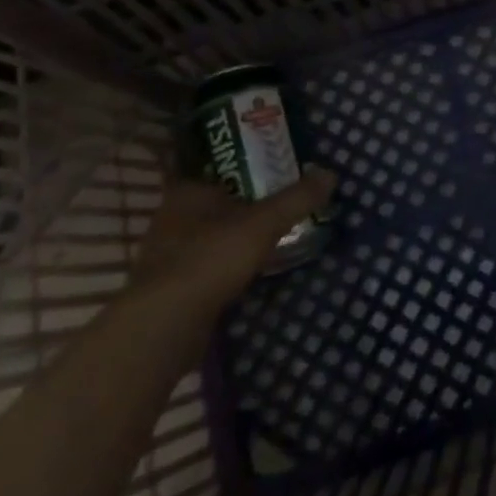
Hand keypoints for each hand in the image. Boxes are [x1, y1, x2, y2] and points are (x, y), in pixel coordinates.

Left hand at [132, 168, 334, 311]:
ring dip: (233, 241)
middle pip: (215, 205)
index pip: (219, 170)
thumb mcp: (264, 223)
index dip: (247, 171)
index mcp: (187, 191)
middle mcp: (170, 217)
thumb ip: (297, 199)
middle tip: (279, 210)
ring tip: (269, 243)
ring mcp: (165, 255)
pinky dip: (223, 270)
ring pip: (208, 238)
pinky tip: (245, 276)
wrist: (165, 325)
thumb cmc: (211, 258)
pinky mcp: (167, 288)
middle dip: (244, 209)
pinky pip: (203, 268)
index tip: (275, 177)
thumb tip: (330, 173)